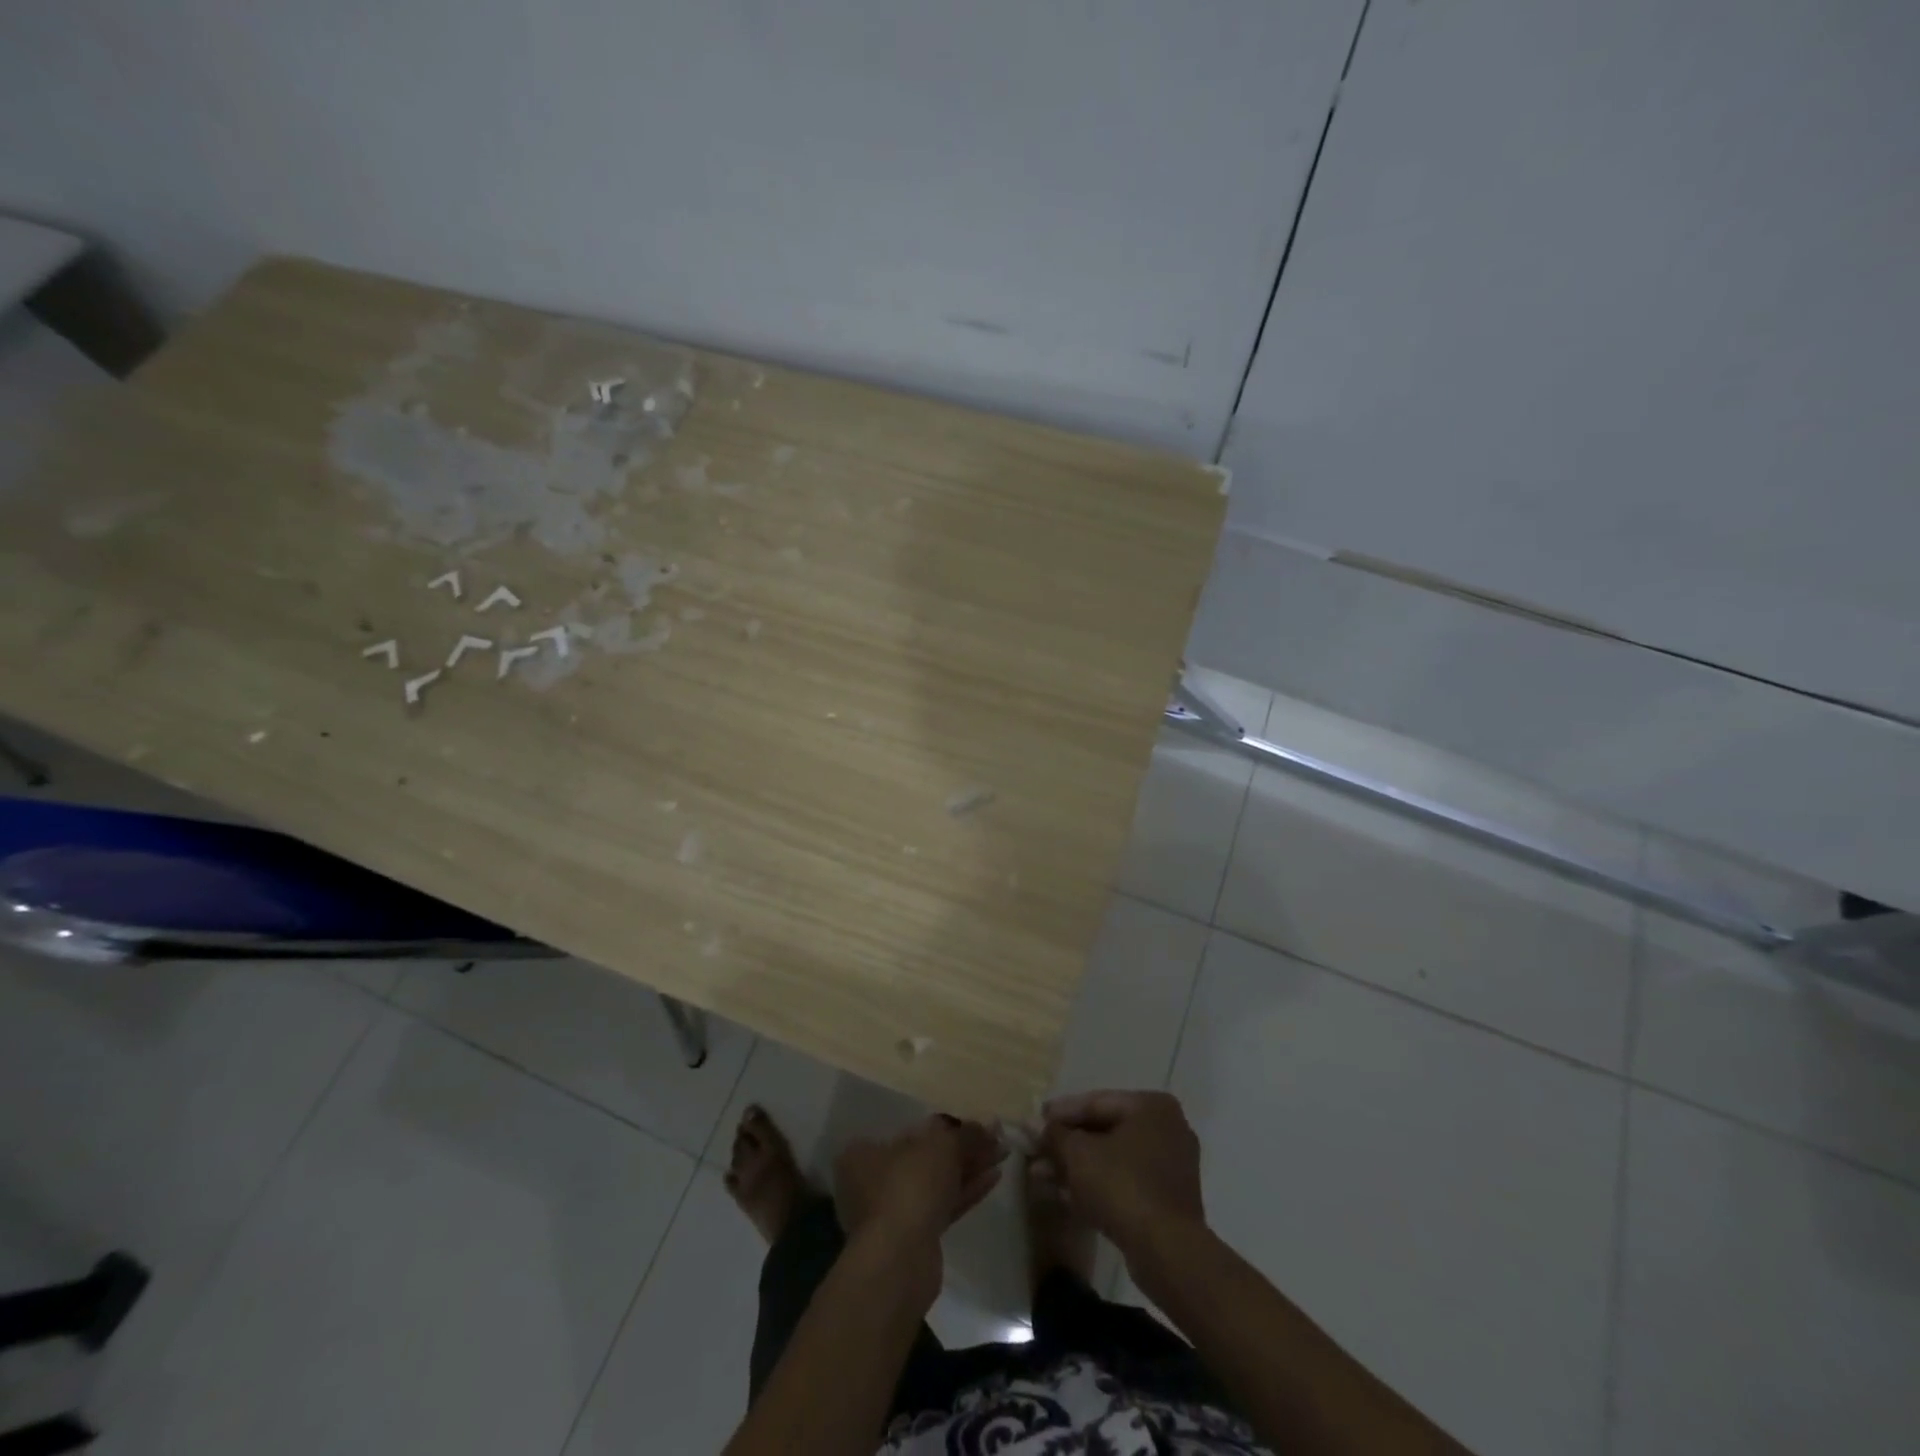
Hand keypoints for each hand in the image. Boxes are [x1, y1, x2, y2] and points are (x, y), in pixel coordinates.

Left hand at [834, 1115, 1006, 1251]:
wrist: (900, 1260)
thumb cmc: (909, 1186)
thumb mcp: (942, 1147)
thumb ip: (967, 1134)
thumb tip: (992, 1125)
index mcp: (865, 1152)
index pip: (909, 1130)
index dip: (944, 1125)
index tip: (972, 1124)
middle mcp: (872, 1180)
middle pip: (925, 1157)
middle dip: (962, 1148)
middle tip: (995, 1138)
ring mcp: (893, 1212)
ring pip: (937, 1183)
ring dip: (969, 1168)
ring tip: (1002, 1153)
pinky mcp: (913, 1238)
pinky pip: (943, 1205)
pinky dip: (966, 1191)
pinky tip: (994, 1177)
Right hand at [1039, 1090, 1205, 1254]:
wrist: (1167, 1252)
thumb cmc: (1122, 1186)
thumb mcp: (1078, 1154)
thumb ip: (1055, 1135)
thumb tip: (1036, 1126)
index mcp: (1151, 1106)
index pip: (1096, 1102)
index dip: (1060, 1113)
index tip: (1034, 1122)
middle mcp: (1167, 1128)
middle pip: (1105, 1130)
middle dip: (1067, 1144)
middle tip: (1036, 1152)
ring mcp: (1171, 1165)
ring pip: (1113, 1158)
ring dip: (1078, 1166)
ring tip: (1042, 1175)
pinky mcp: (1169, 1199)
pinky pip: (1126, 1180)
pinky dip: (1098, 1184)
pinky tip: (1066, 1195)